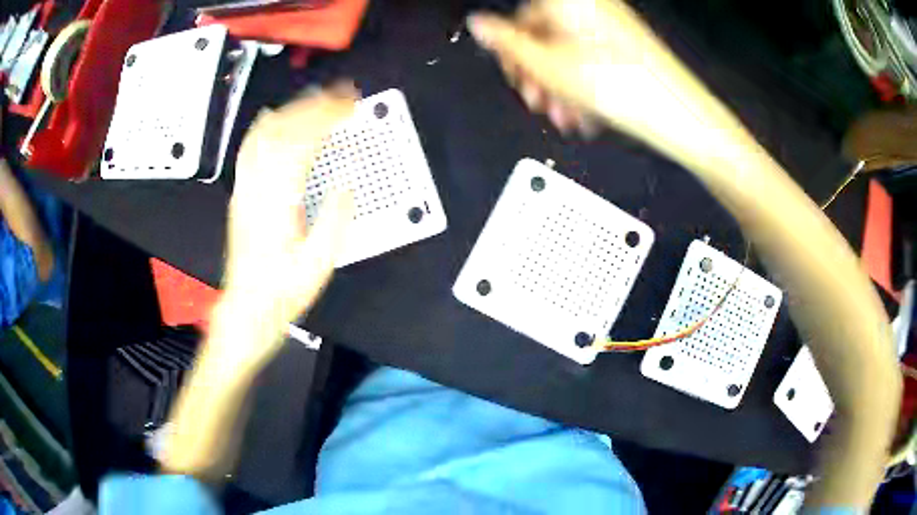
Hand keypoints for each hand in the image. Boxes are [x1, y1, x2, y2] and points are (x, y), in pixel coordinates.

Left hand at [217, 84, 356, 369]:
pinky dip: (265, 126)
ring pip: (263, 135)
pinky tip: (275, 117)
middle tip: (342, 95)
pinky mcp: (241, 194)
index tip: (349, 105)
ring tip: (316, 99)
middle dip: (315, 105)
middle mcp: (256, 189)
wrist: (248, 307)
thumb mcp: (318, 264)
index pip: (301, 143)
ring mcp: (245, 189)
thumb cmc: (282, 291)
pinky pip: (249, 150)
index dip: (327, 117)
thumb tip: (347, 185)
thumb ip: (335, 220)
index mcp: (277, 203)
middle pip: (282, 131)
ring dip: (292, 110)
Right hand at [467, 0, 710, 153]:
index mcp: (568, 2)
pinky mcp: (625, 47)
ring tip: (562, 112)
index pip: (519, 17)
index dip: (511, 49)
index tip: (513, 73)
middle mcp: (590, 7)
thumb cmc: (628, 90)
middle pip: (544, 36)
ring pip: (567, 52)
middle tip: (537, 98)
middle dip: (537, 72)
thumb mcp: (549, 68)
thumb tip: (479, 26)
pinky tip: (582, 111)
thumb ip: (507, 45)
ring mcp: (611, 26)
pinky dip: (582, 84)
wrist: (678, 114)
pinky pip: (591, 60)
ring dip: (559, 85)